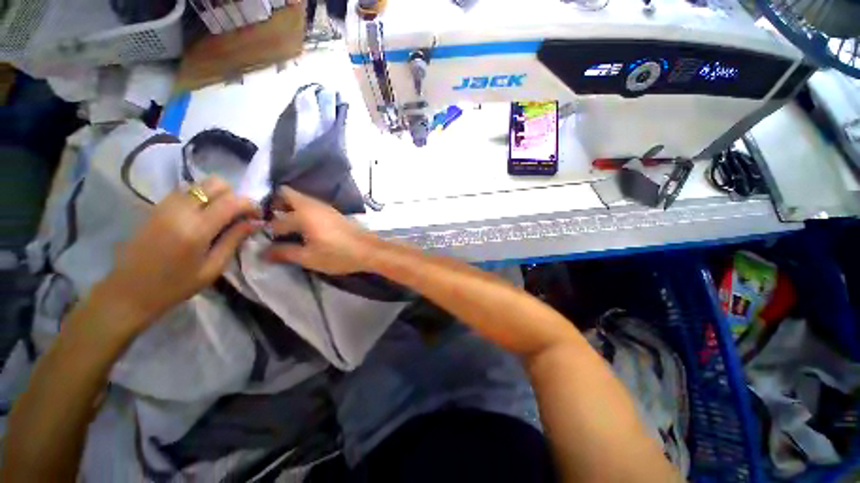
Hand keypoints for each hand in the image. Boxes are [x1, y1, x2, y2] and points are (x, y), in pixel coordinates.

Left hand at [96, 177, 260, 325]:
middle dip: (233, 195)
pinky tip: (201, 216)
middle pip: (215, 183)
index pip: (232, 201)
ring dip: (217, 195)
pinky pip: (185, 190)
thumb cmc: (175, 286)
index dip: (251, 205)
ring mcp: (165, 205)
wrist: (129, 291)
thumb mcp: (213, 268)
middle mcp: (180, 210)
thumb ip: (234, 240)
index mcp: (196, 229)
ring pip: (199, 183)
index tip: (257, 216)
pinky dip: (200, 197)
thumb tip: (255, 223)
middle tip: (238, 214)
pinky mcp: (155, 207)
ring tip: (220, 216)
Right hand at [264, 187, 377, 274]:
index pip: (277, 220)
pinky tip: (304, 227)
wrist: (369, 250)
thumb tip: (264, 253)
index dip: (268, 231)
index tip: (264, 240)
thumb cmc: (338, 254)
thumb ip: (285, 253)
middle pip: (288, 194)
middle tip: (271, 224)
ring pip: (301, 199)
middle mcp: (313, 205)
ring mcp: (326, 207)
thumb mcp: (309, 258)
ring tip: (286, 228)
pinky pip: (312, 205)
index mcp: (304, 214)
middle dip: (275, 205)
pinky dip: (303, 211)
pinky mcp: (334, 212)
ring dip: (290, 208)